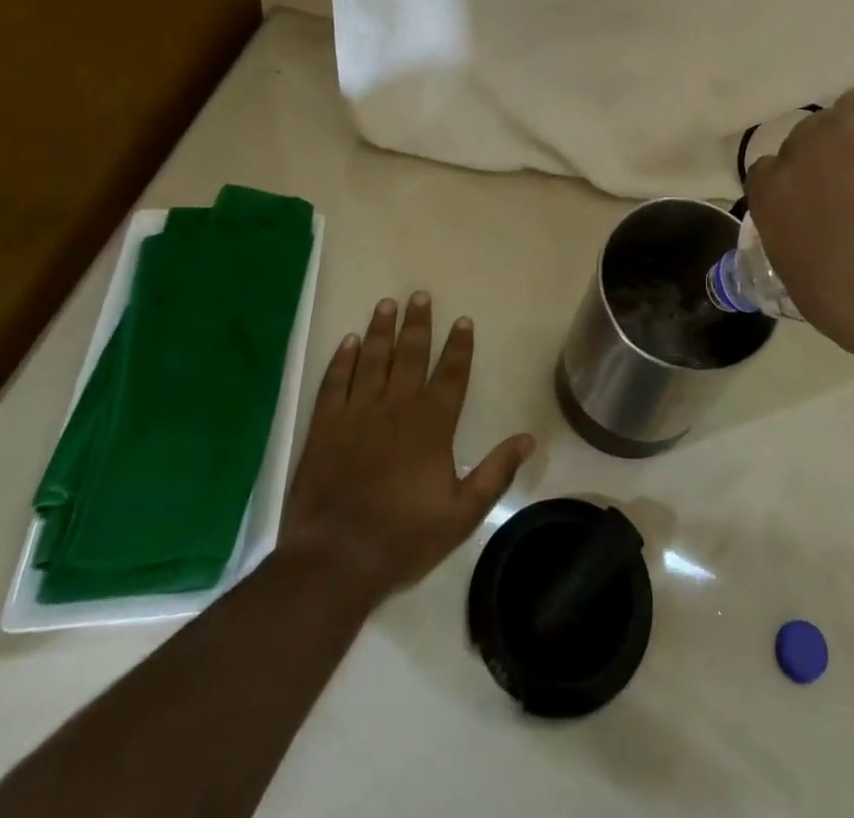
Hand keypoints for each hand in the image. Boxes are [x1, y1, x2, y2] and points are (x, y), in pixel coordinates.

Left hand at [281, 293, 533, 600]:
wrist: (335, 559)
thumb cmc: (404, 537)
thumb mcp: (462, 513)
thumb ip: (495, 473)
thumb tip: (527, 439)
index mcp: (433, 424)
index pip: (452, 374)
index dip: (459, 346)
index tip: (463, 320)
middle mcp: (397, 407)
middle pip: (410, 355)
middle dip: (418, 323)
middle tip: (420, 295)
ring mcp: (358, 413)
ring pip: (372, 359)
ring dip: (380, 330)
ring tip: (386, 304)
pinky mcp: (325, 427)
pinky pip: (335, 383)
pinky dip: (341, 360)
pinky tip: (347, 342)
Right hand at [745, 68, 853, 366]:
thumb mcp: (813, 295)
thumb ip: (805, 259)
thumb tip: (822, 256)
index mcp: (770, 196)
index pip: (769, 174)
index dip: (800, 185)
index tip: (826, 209)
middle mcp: (797, 149)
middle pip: (813, 137)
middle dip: (839, 156)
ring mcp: (843, 122)